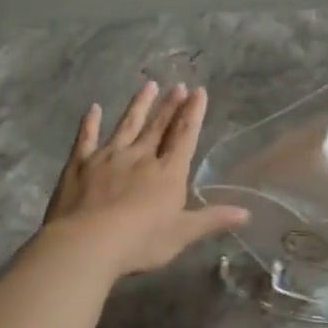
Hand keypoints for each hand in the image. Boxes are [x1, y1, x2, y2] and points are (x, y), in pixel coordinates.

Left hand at [41, 82, 249, 276]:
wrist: (87, 243)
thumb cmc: (140, 242)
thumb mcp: (182, 234)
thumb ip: (212, 219)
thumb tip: (247, 213)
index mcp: (168, 172)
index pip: (184, 136)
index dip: (193, 113)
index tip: (199, 91)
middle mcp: (141, 156)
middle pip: (158, 126)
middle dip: (170, 105)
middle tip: (178, 85)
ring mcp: (108, 157)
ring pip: (127, 125)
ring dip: (139, 105)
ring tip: (148, 85)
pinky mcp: (79, 164)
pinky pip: (86, 138)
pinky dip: (90, 123)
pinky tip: (93, 108)